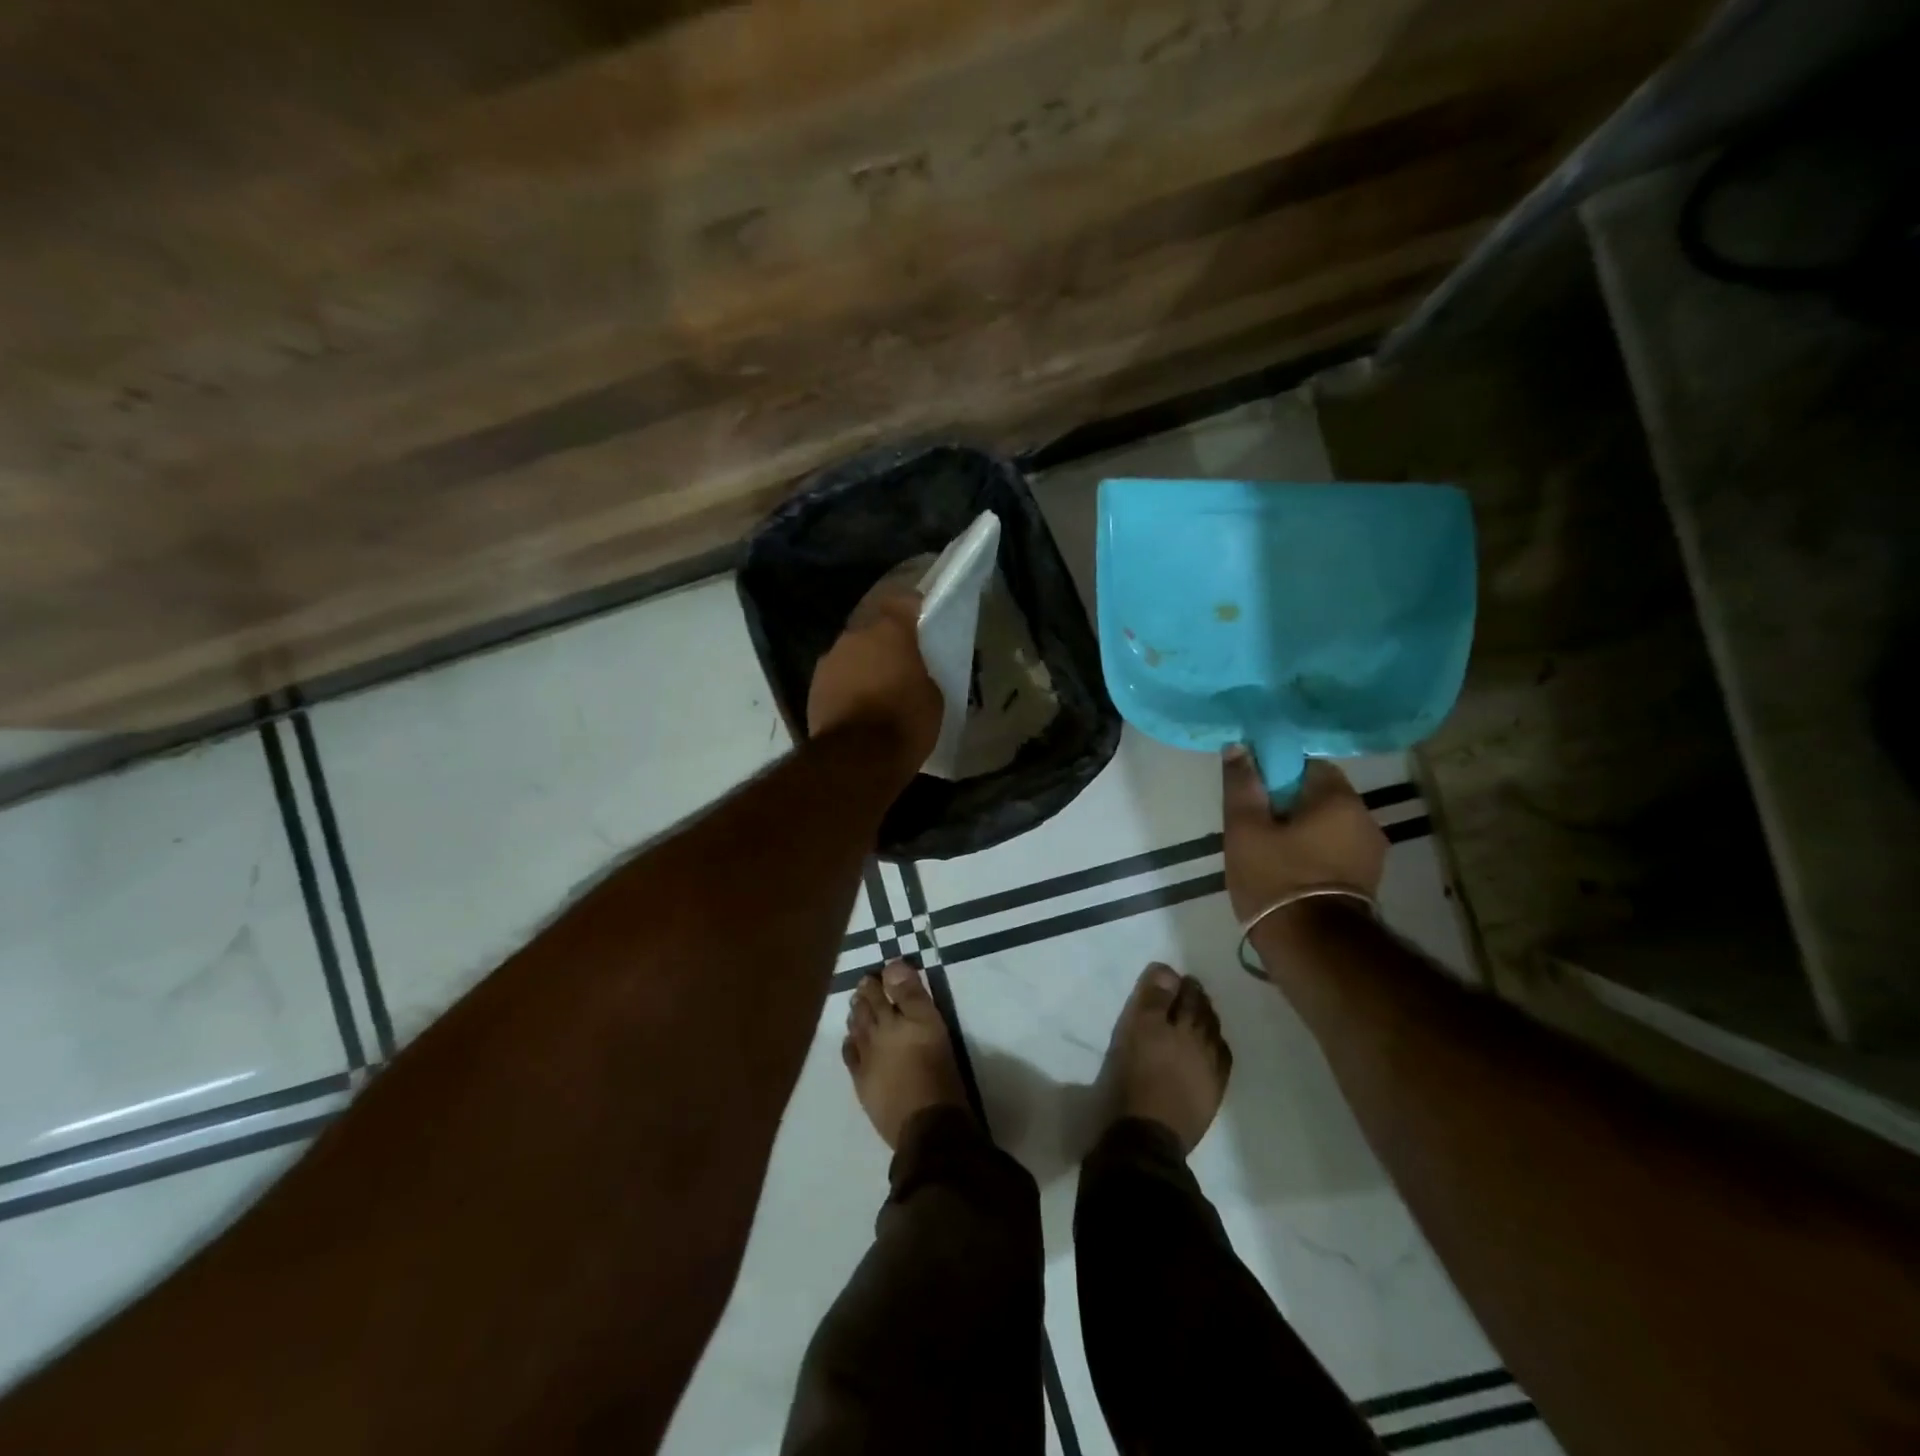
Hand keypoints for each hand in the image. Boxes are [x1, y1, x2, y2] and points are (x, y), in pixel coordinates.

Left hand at [807, 581, 943, 770]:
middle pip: (872, 629)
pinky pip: (837, 678)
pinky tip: (859, 706)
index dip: (913, 609)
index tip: (922, 620)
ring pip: (852, 654)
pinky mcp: (813, 687)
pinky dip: (848, 686)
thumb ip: (920, 672)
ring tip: (878, 688)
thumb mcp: (933, 696)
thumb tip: (910, 672)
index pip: (903, 601)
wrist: (857, 758)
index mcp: (889, 631)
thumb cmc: (905, 722)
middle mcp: (854, 636)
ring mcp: (829, 660)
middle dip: (885, 642)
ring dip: (864, 664)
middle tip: (901, 662)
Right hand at [1221, 750, 1385, 922]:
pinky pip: (1336, 850)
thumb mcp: (1245, 828)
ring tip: (1268, 852)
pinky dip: (1314, 852)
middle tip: (1254, 826)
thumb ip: (1241, 784)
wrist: (1312, 947)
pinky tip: (1289, 871)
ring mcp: (1371, 852)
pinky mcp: (1368, 880)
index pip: (1307, 765)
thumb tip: (1239, 747)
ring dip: (1301, 831)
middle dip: (1287, 805)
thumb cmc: (1275, 879)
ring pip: (1328, 824)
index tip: (1253, 795)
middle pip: (1319, 795)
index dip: (1276, 774)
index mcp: (1340, 799)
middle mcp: (1365, 818)